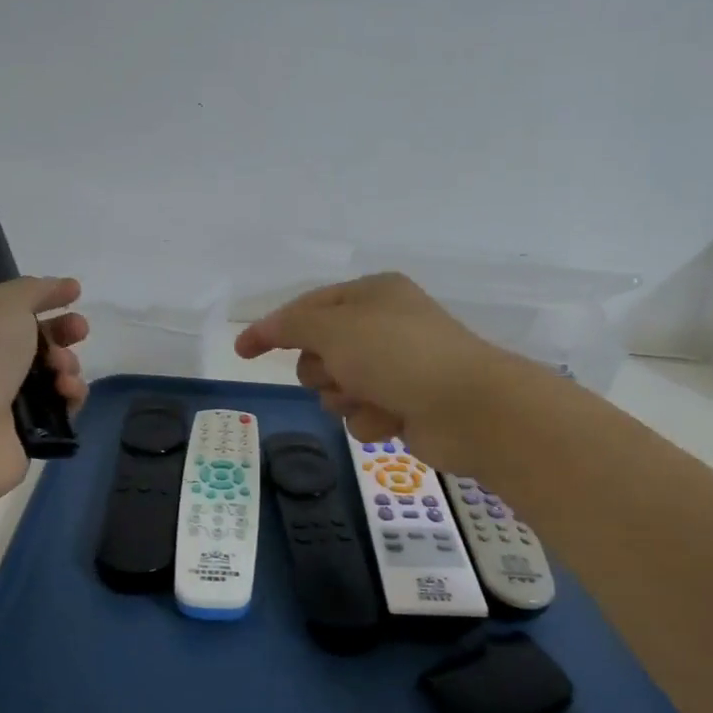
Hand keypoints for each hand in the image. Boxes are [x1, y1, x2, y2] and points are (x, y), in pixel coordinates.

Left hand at [0, 277, 88, 502]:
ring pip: (50, 375)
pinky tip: (67, 393)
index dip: (43, 298)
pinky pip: (58, 408)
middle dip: (62, 332)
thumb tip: (60, 286)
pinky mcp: (23, 433)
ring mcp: (0, 402)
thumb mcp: (2, 304)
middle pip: (34, 342)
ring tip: (63, 370)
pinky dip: (69, 397)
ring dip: (67, 365)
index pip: (9, 310)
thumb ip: (33, 289)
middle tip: (79, 330)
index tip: (75, 294)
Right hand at [235, 273, 538, 472]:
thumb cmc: (398, 354)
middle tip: (341, 373)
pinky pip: (362, 413)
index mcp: (371, 294)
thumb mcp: (335, 328)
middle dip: (322, 369)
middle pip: (320, 351)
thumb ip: (291, 325)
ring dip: (346, 397)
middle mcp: (383, 325)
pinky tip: (394, 419)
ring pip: (337, 387)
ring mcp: (397, 366)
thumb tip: (263, 329)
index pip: (307, 306)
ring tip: (372, 398)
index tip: (242, 352)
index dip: (273, 328)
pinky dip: (371, 419)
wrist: (469, 407)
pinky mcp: (405, 404)